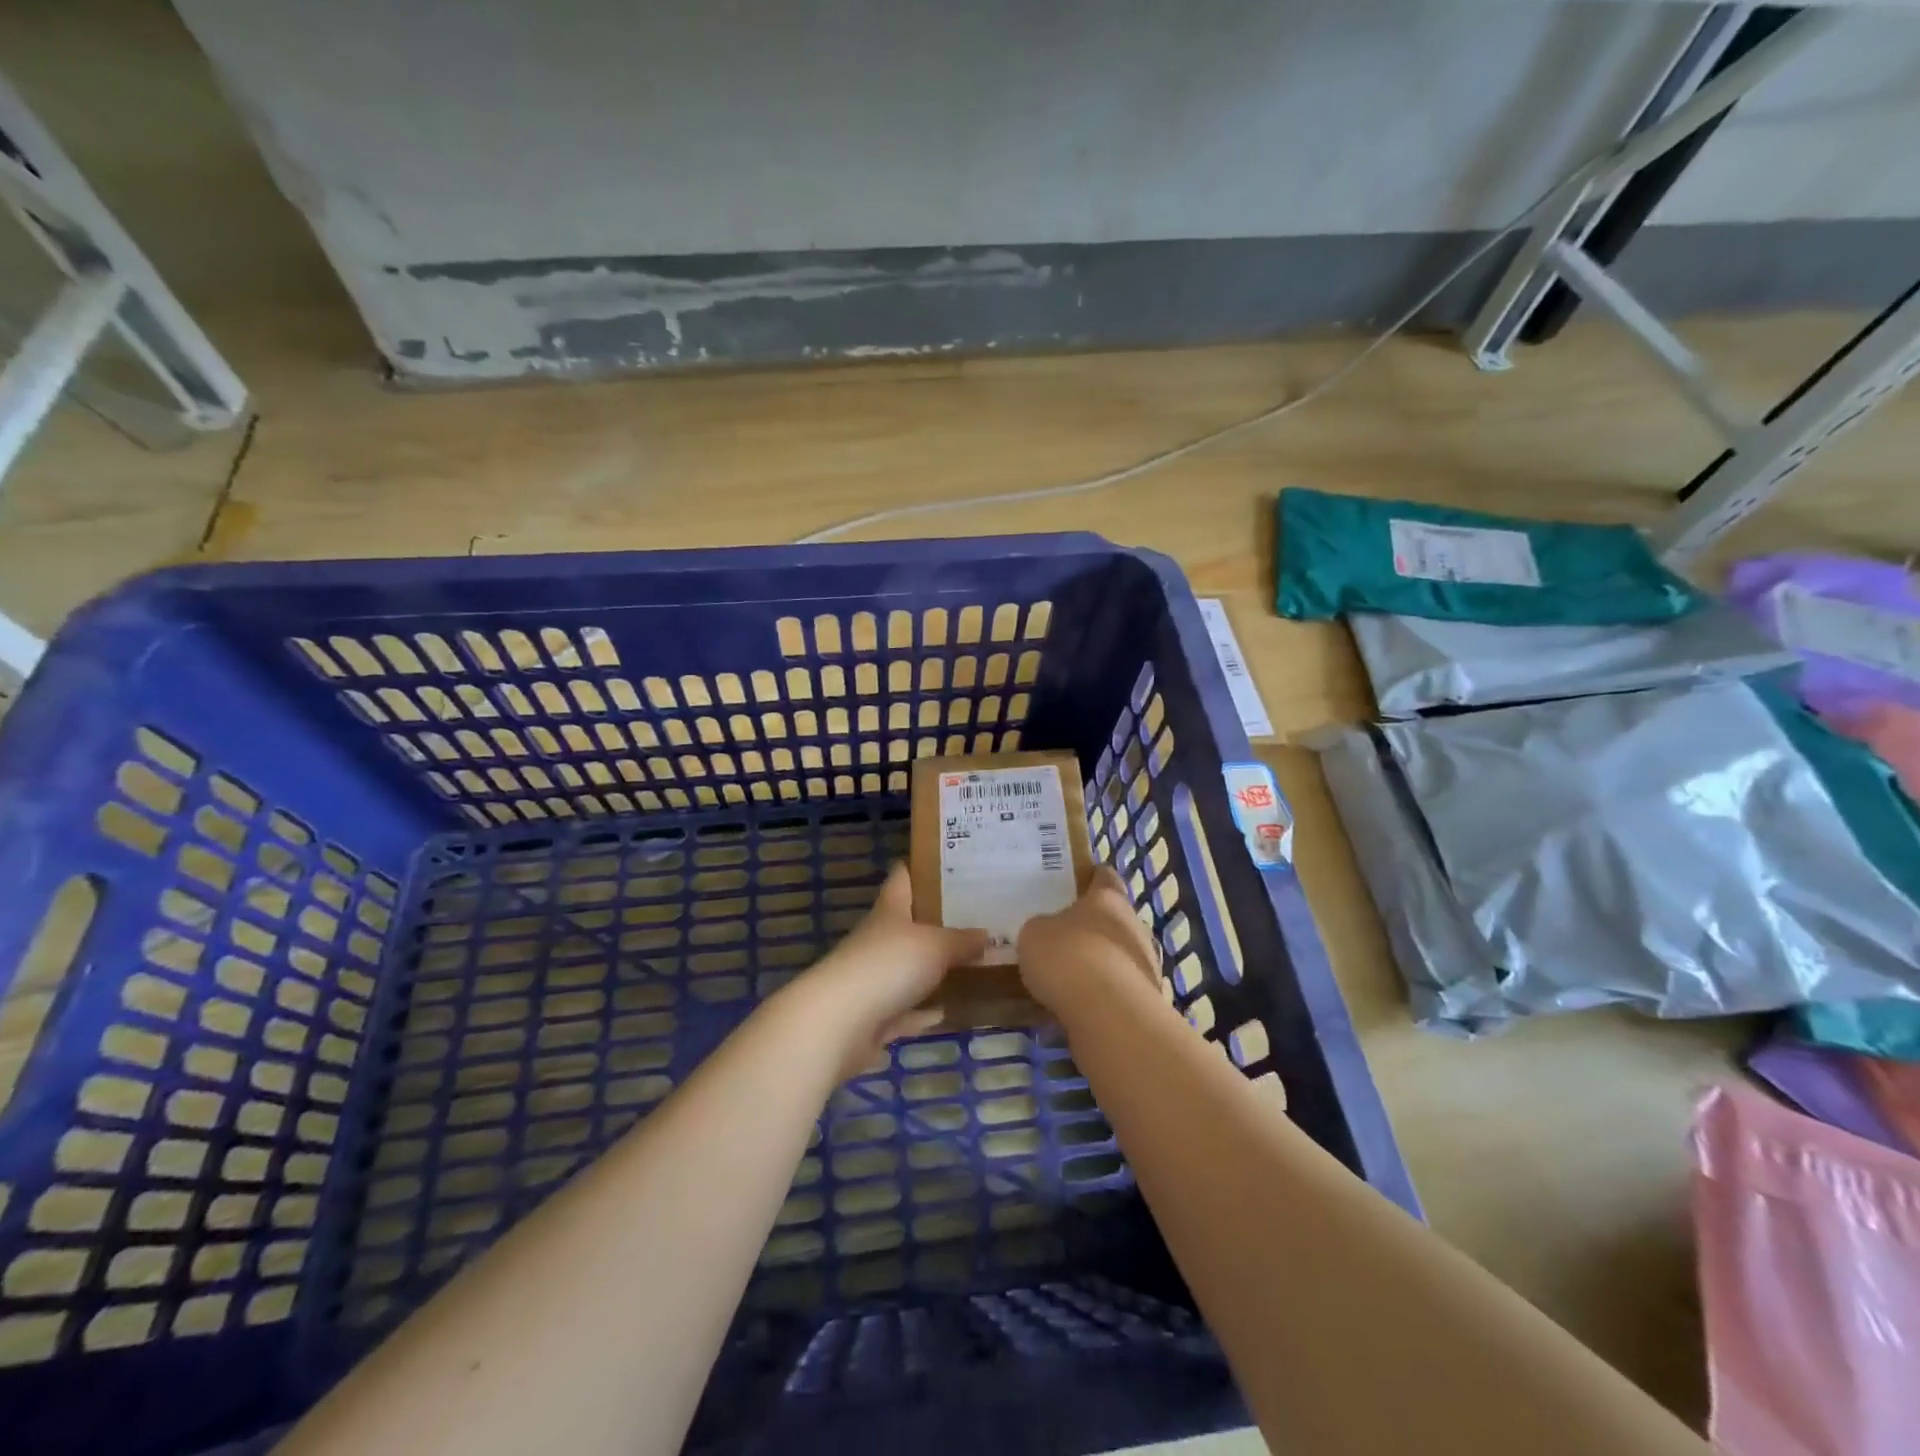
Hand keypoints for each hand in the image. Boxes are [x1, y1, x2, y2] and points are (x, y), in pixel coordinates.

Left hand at [793, 864, 988, 1077]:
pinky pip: (905, 1012)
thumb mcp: (936, 946)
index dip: (919, 868)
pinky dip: (923, 1012)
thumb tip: (986, 934)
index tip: (946, 862)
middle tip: (975, 918)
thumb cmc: (887, 966)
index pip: (901, 878)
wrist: (838, 1024)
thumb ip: (962, 940)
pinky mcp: (872, 1018)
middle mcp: (878, 940)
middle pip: (907, 925)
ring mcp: (873, 980)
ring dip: (931, 972)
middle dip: (936, 923)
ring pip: (907, 971)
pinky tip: (947, 1012)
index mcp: (889, 911)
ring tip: (969, 966)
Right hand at [1017, 865, 1161, 1016]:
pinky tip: (1084, 1006)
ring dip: (1103, 963)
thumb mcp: (1035, 934)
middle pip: (1115, 918)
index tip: (1080, 882)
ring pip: (1121, 954)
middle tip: (1066, 937)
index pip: (1105, 877)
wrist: (1108, 1013)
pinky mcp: (1150, 998)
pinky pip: (1122, 988)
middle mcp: (1134, 924)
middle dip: (1095, 927)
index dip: (1093, 878)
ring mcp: (1147, 962)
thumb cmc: (1068, 957)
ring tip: (1073, 979)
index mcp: (1108, 898)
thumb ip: (1043, 928)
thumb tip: (1049, 934)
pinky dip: (1106, 994)